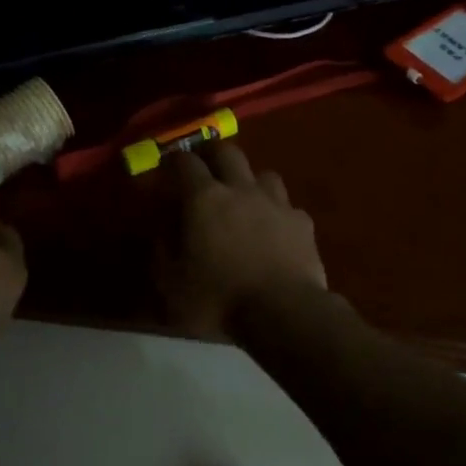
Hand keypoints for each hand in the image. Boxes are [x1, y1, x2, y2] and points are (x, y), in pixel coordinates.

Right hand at [159, 144, 326, 339]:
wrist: (283, 313)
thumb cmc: (219, 299)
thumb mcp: (172, 283)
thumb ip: (163, 250)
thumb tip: (162, 230)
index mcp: (204, 199)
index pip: (185, 162)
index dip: (174, 161)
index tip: (168, 167)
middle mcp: (241, 189)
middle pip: (227, 152)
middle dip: (213, 154)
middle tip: (205, 167)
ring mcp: (276, 203)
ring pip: (263, 174)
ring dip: (250, 181)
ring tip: (244, 198)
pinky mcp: (302, 222)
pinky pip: (287, 206)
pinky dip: (278, 212)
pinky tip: (275, 229)